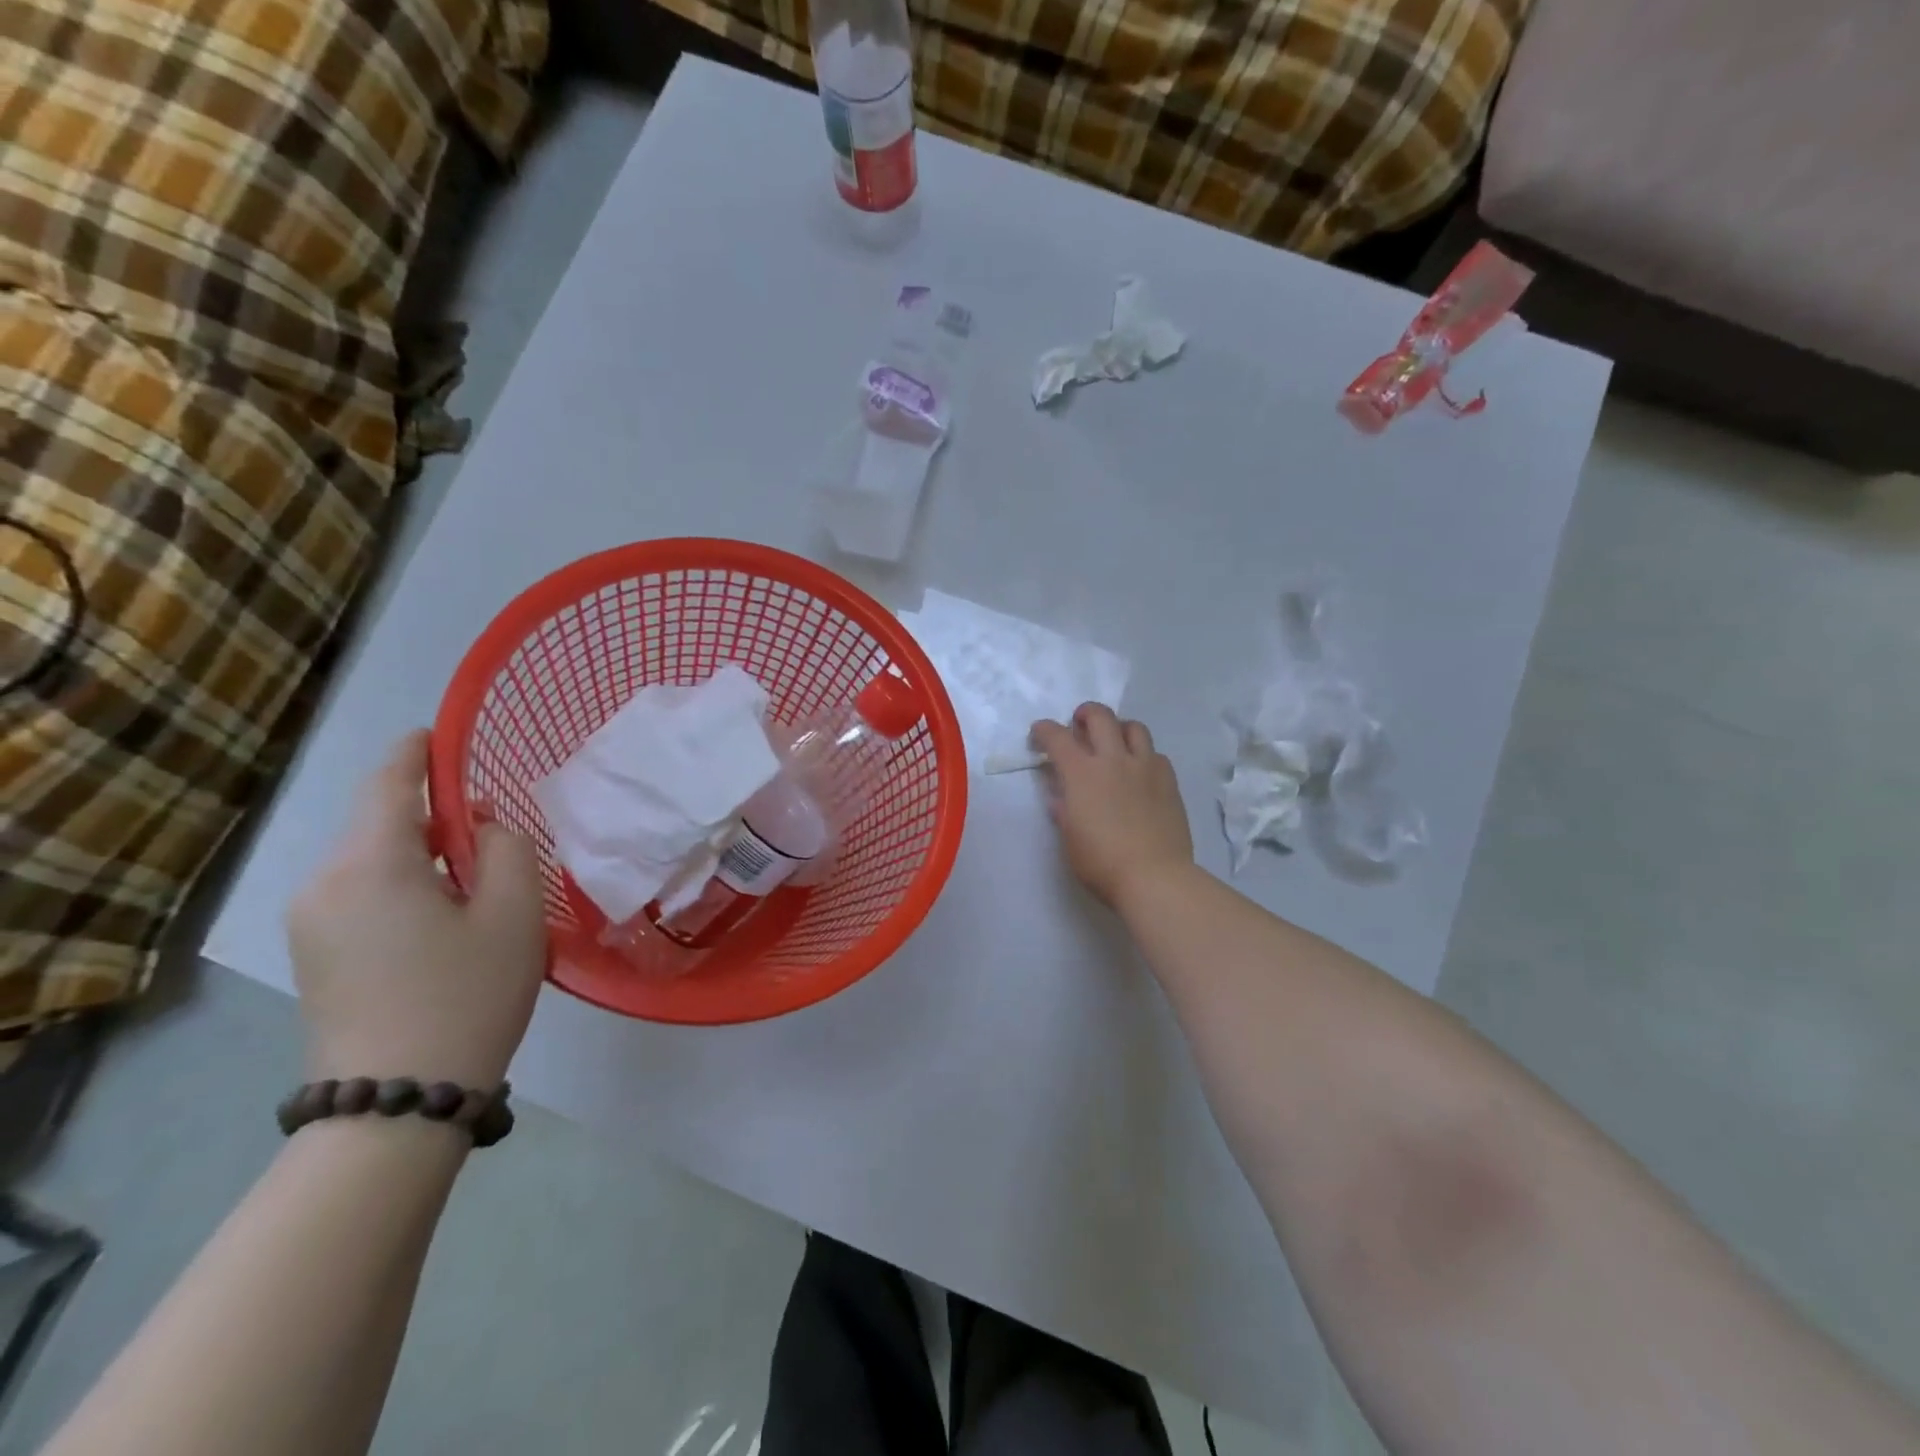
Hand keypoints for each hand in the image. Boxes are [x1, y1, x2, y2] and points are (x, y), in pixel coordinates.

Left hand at [286, 731, 547, 1089]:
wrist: (397, 1104)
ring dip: (424, 855)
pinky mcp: (314, 957)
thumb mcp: (514, 913)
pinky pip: (362, 895)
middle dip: (434, 815)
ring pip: (373, 862)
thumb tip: (482, 826)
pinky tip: (446, 920)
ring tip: (480, 884)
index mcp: (370, 864)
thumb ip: (508, 848)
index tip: (440, 733)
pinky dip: (405, 885)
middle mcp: (323, 884)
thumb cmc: (467, 996)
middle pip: (379, 824)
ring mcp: (310, 924)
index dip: (416, 753)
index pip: (387, 784)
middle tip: (495, 833)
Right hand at [1031, 704, 1192, 907]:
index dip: (1045, 730)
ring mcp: (1146, 768)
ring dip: (1119, 728)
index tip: (1039, 733)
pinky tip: (1139, 771)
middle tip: (1079, 725)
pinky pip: (1155, 754)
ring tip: (1114, 742)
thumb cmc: (1102, 863)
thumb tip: (1061, 797)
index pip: (1058, 737)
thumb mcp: (1070, 839)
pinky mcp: (1169, 781)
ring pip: (1134, 727)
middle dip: (1085, 714)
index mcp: (1082, 774)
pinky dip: (1143, 755)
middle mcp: (1114, 760)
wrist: (1155, 877)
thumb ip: (1064, 810)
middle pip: (1101, 717)